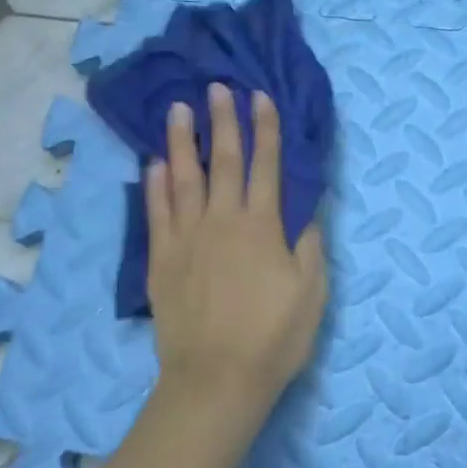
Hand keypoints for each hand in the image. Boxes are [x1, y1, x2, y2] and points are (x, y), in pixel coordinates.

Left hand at [145, 83, 327, 407]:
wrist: (216, 379)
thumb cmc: (274, 336)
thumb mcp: (312, 291)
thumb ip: (309, 243)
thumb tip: (309, 206)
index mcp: (262, 225)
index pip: (266, 165)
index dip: (265, 129)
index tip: (261, 96)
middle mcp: (222, 221)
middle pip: (222, 161)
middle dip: (222, 121)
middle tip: (217, 87)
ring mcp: (187, 238)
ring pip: (183, 178)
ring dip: (181, 141)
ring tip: (178, 109)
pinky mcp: (161, 260)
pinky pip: (156, 213)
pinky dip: (155, 185)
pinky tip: (154, 163)